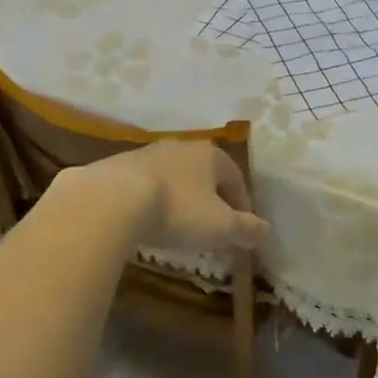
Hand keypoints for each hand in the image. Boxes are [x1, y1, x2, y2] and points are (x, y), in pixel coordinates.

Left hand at [81, 140, 267, 253]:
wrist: (111, 199)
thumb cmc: (177, 210)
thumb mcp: (219, 226)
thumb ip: (246, 229)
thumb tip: (265, 231)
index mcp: (211, 155)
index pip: (236, 179)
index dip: (242, 206)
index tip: (240, 231)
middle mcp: (182, 146)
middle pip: (205, 176)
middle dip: (211, 202)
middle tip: (211, 230)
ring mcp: (148, 153)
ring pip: (175, 178)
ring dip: (181, 200)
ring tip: (177, 228)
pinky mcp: (119, 166)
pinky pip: (146, 184)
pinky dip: (152, 201)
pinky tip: (146, 221)